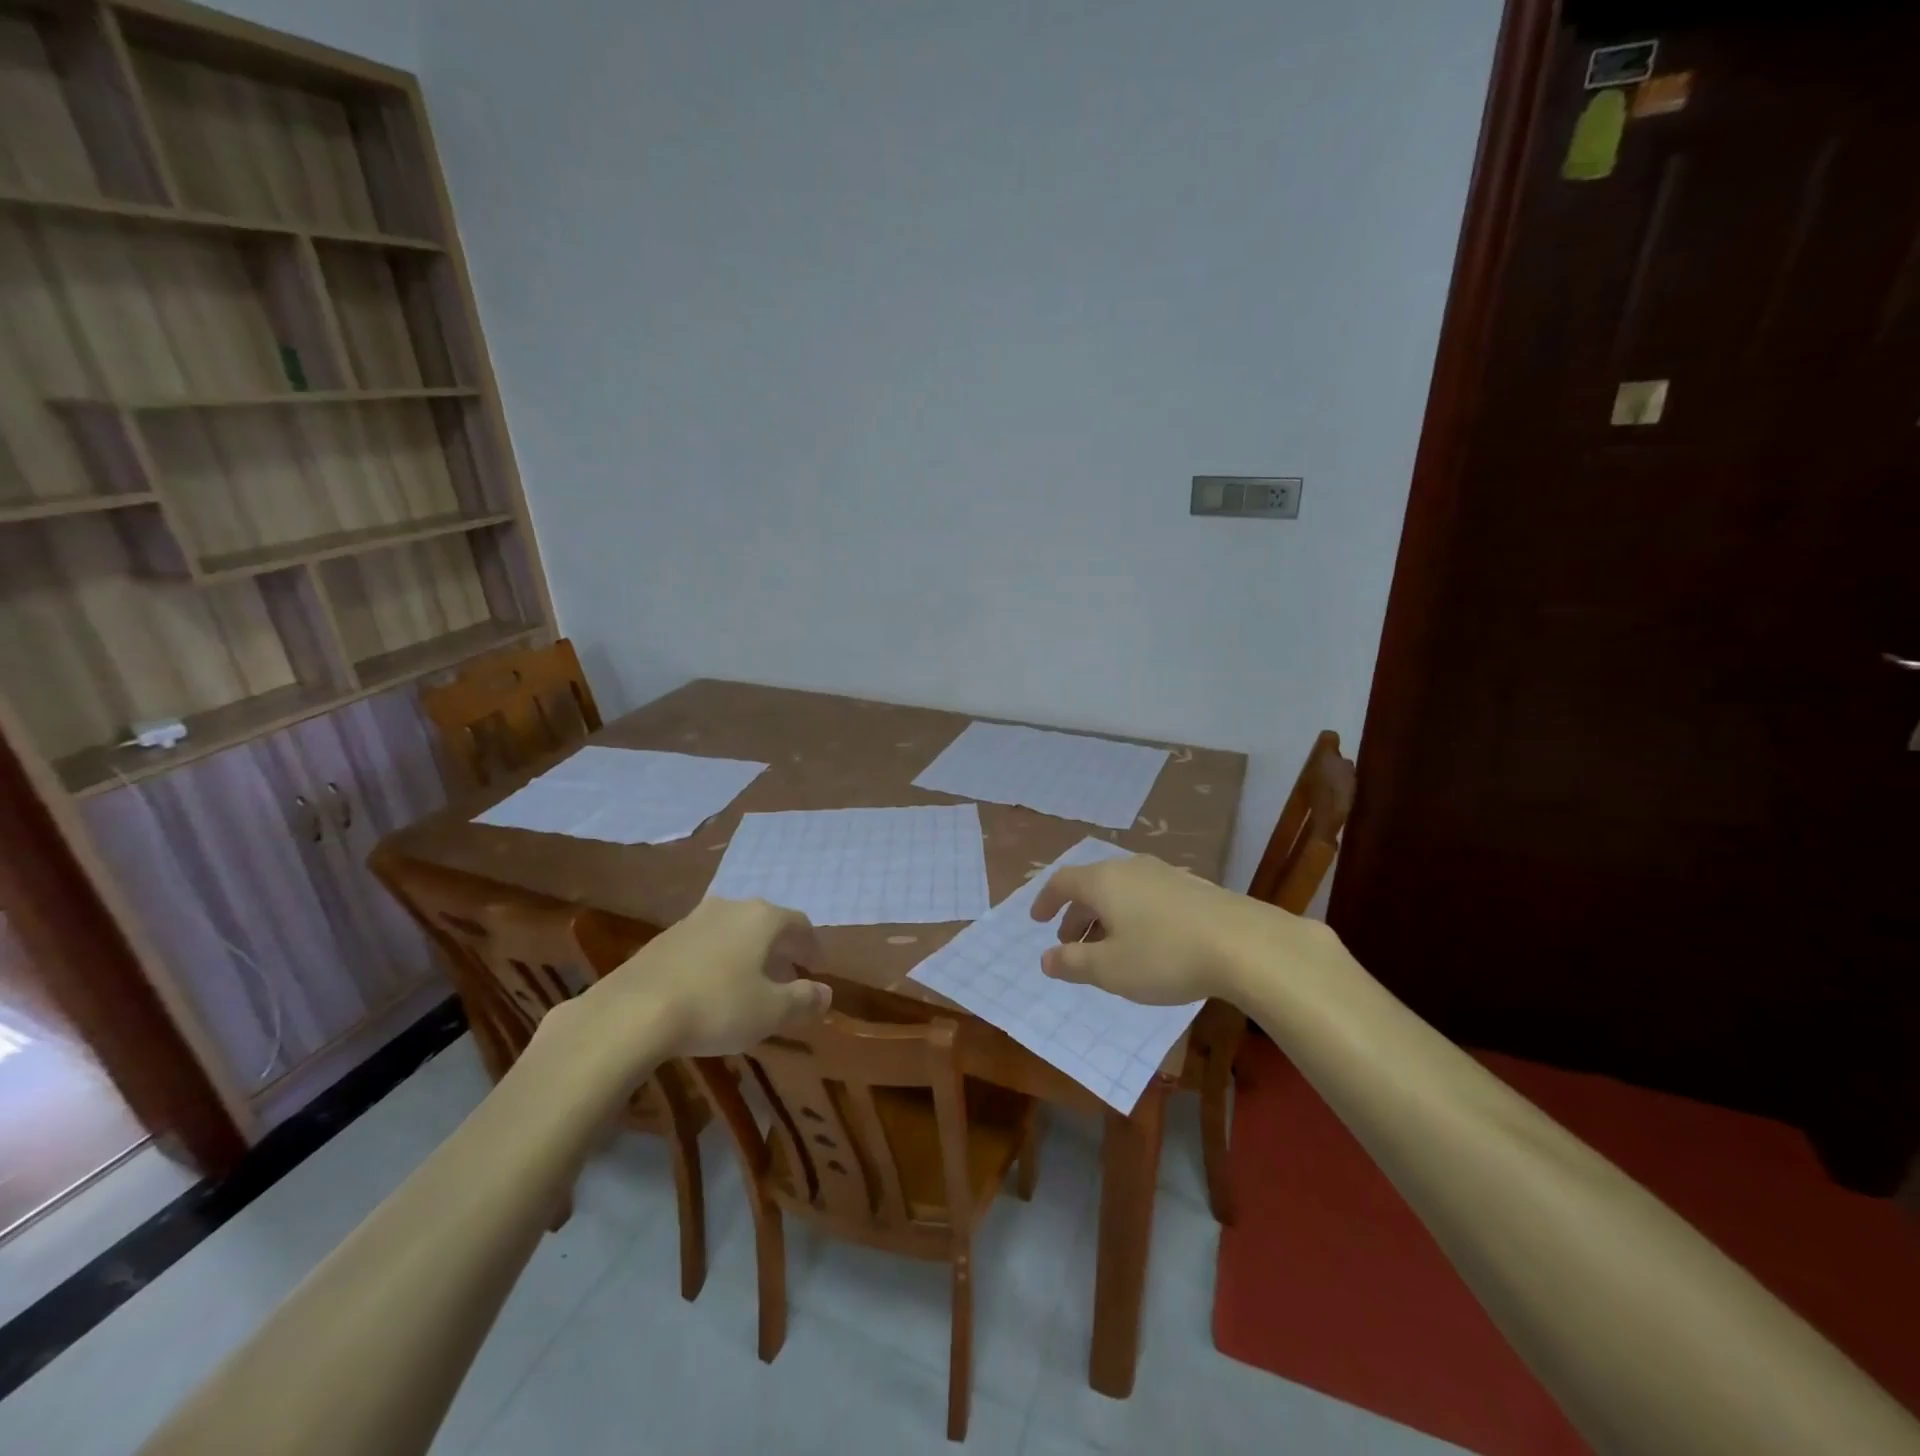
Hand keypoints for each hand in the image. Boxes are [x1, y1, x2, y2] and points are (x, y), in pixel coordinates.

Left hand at [562, 898, 831, 1076]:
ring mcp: (692, 920)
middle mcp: (730, 907)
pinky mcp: (662, 939)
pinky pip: (704, 944)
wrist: (632, 1012)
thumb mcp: (771, 1011)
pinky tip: (710, 989)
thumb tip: (826, 993)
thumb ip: (803, 1000)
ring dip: (746, 953)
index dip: (812, 946)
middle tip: (787, 977)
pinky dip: (717, 960)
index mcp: (762, 918)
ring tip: (749, 984)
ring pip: (732, 931)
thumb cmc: (716, 1006)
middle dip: (779, 949)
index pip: (799, 923)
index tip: (816, 968)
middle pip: (765, 923)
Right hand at [1030, 851, 1279, 1005]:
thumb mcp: (1110, 969)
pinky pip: (1146, 895)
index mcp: (1103, 881)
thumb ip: (1072, 963)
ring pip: (1121, 890)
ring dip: (1106, 916)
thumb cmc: (1164, 956)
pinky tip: (1148, 942)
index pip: (1062, 882)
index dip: (1046, 901)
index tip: (1038, 921)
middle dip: (1077, 914)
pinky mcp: (1192, 886)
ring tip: (1109, 947)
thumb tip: (1045, 959)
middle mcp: (1130, 868)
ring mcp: (1164, 873)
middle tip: (1071, 943)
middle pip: (1092, 885)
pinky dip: (1133, 915)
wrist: (1245, 944)